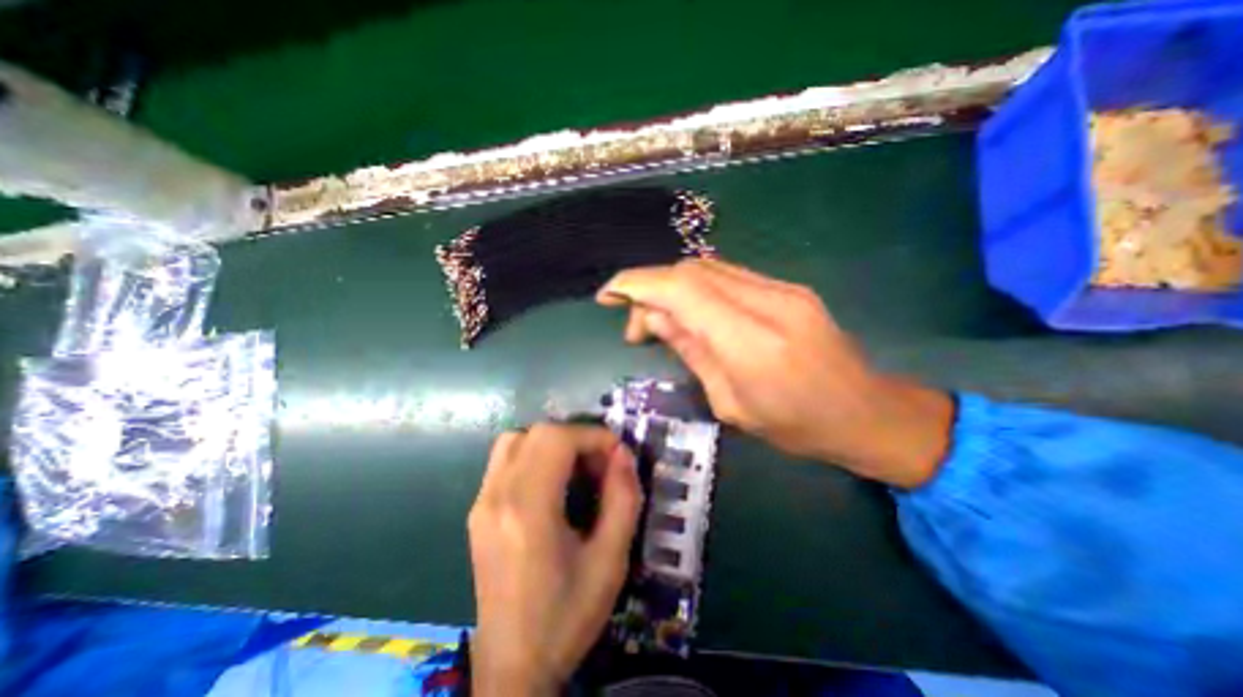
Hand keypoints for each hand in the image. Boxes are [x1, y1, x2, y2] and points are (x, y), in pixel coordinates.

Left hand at [466, 424, 640, 696]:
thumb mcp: (611, 560)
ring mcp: (481, 502)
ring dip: (552, 443)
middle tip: (600, 463)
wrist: (512, 665)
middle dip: (577, 437)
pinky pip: (505, 459)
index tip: (617, 454)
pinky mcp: (478, 510)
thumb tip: (623, 455)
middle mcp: (497, 496)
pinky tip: (552, 483)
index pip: (557, 439)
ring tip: (576, 469)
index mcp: (528, 511)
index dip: (593, 436)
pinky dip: (534, 454)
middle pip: (538, 432)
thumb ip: (623, 499)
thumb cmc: (567, 614)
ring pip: (516, 439)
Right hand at [595, 260, 954, 487]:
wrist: (866, 413)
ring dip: (672, 288)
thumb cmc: (796, 427)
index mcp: (751, 342)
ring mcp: (782, 289)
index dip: (637, 284)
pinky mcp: (788, 288)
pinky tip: (693, 315)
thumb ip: (691, 352)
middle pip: (691, 270)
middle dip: (650, 289)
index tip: (607, 295)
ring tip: (660, 322)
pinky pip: (728, 276)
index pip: (682, 289)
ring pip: (708, 267)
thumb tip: (654, 319)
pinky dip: (697, 289)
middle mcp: (767, 302)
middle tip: (636, 327)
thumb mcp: (731, 404)